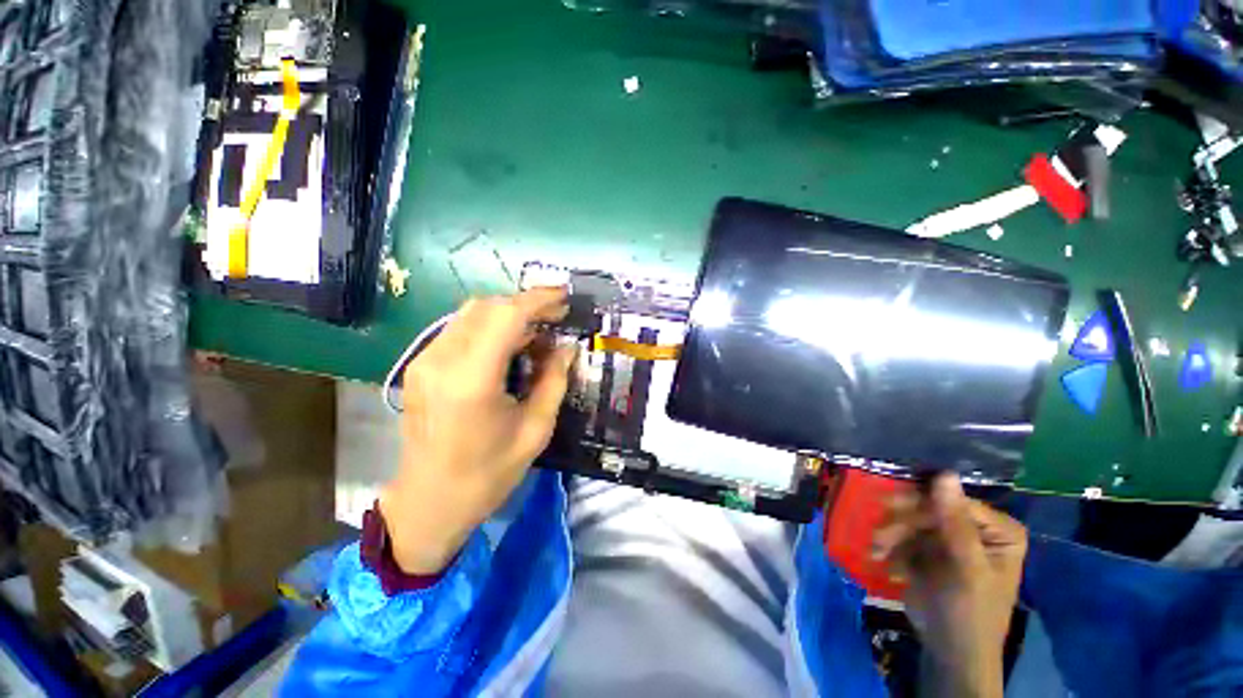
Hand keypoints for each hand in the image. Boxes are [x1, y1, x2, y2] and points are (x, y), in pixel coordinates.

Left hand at [380, 287, 576, 575]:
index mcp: (472, 379)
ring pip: (472, 313)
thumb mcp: (535, 430)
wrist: (429, 503)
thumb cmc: (488, 474)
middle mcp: (442, 360)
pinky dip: (490, 327)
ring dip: (508, 314)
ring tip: (538, 331)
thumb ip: (554, 381)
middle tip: (556, 316)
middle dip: (526, 304)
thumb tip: (568, 348)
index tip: (564, 297)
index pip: (507, 316)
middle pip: (487, 307)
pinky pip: (461, 329)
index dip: (539, 300)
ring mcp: (425, 360)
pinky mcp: (421, 366)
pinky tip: (510, 345)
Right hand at [871, 473, 1027, 697]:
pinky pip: (903, 536)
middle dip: (902, 522)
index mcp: (998, 530)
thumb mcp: (967, 570)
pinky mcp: (928, 550)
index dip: (922, 502)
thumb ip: (956, 524)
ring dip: (891, 536)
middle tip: (878, 533)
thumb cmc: (970, 613)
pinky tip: (883, 561)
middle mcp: (974, 528)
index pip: (955, 501)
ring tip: (877, 552)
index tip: (889, 507)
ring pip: (911, 521)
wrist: (950, 653)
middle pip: (930, 509)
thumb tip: (944, 474)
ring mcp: (948, 539)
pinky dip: (891, 548)